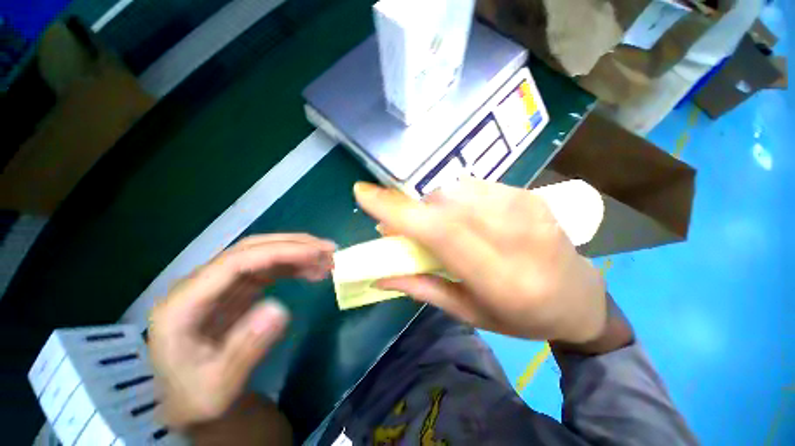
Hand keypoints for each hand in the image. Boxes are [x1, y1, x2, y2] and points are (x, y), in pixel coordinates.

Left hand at [149, 234, 335, 427]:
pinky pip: (267, 269)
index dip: (278, 253)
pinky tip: (312, 271)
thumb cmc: (199, 400)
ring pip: (261, 255)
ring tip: (327, 260)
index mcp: (182, 306)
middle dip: (292, 245)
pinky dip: (293, 266)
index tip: (315, 254)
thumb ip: (246, 350)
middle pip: (249, 250)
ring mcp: (219, 286)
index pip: (234, 263)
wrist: (192, 402)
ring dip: (296, 253)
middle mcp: (198, 286)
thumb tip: (280, 309)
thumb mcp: (219, 389)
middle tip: (328, 249)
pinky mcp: (235, 290)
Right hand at [354, 179, 606, 343]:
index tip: (362, 193)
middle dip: (410, 209)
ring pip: (455, 188)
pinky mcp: (528, 194)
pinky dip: (453, 197)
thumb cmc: (523, 317)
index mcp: (499, 276)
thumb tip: (380, 275)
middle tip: (400, 225)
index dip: (397, 210)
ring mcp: (525, 207)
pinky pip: (473, 185)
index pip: (438, 230)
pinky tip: (459, 215)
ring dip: (431, 204)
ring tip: (432, 223)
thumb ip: (422, 289)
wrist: (580, 298)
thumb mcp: (469, 313)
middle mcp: (513, 234)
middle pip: (442, 201)